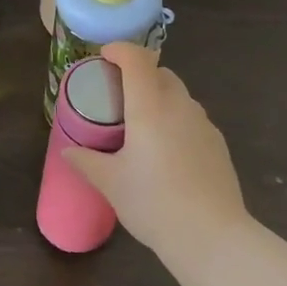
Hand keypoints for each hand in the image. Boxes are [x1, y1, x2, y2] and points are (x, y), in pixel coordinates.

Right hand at [60, 43, 251, 260]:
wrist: (211, 235)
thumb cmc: (153, 203)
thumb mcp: (111, 183)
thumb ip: (87, 161)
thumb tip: (68, 151)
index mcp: (150, 107)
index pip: (137, 59)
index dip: (120, 50)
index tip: (104, 56)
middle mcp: (179, 106)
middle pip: (160, 72)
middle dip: (138, 73)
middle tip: (118, 94)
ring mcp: (203, 123)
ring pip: (179, 94)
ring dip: (158, 95)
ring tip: (141, 124)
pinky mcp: (217, 142)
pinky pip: (191, 117)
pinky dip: (175, 118)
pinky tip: (166, 150)